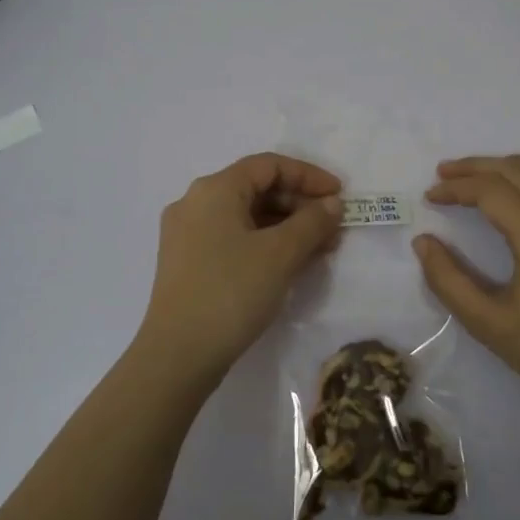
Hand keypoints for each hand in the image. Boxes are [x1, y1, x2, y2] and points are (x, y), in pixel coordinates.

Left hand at [135, 153, 343, 384]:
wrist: (179, 353)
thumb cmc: (232, 292)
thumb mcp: (281, 254)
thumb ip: (312, 222)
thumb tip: (332, 204)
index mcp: (214, 189)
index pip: (269, 165)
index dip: (309, 176)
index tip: (340, 196)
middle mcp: (195, 203)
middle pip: (256, 189)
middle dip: (300, 205)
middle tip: (333, 228)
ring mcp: (187, 234)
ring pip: (246, 217)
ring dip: (286, 227)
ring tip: (320, 249)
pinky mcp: (187, 262)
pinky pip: (234, 238)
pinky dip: (265, 243)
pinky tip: (290, 264)